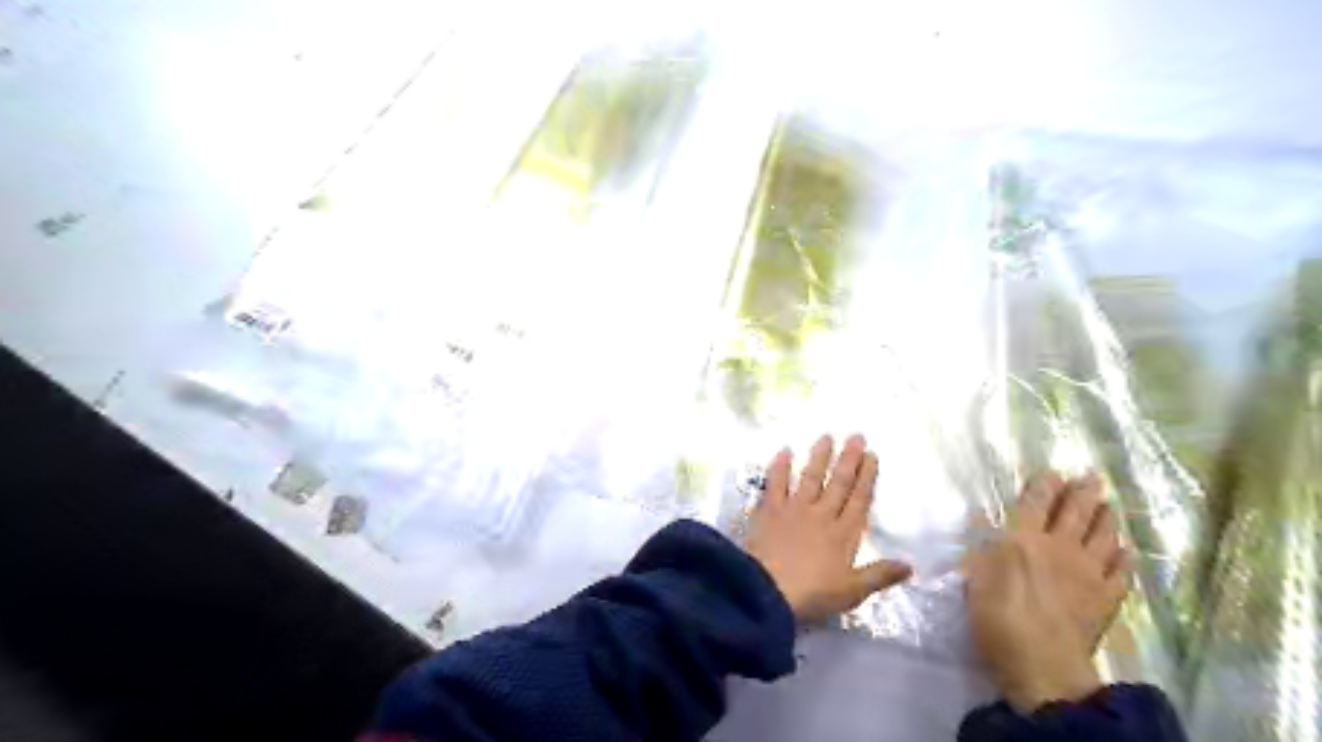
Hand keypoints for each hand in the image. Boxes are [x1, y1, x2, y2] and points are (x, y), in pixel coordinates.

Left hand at [748, 432, 915, 622]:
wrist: (767, 591)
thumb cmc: (812, 595)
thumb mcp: (852, 592)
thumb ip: (880, 576)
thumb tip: (910, 566)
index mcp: (843, 534)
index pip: (859, 500)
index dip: (866, 477)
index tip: (871, 455)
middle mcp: (821, 515)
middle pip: (838, 483)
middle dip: (848, 459)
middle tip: (856, 435)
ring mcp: (794, 510)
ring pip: (810, 478)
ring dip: (819, 457)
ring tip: (826, 436)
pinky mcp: (769, 511)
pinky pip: (775, 484)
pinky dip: (779, 467)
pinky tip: (784, 451)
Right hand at [970, 474, 1129, 713]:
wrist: (1040, 662)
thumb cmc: (996, 616)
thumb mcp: (975, 575)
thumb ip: (980, 542)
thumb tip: (980, 513)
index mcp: (1023, 539)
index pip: (1036, 502)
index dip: (1044, 485)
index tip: (1052, 471)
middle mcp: (1058, 547)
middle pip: (1075, 512)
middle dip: (1083, 492)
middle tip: (1092, 476)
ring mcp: (1087, 572)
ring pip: (1103, 536)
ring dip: (1107, 518)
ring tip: (1109, 505)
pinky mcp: (1106, 598)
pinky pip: (1121, 571)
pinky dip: (1125, 557)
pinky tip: (1126, 550)